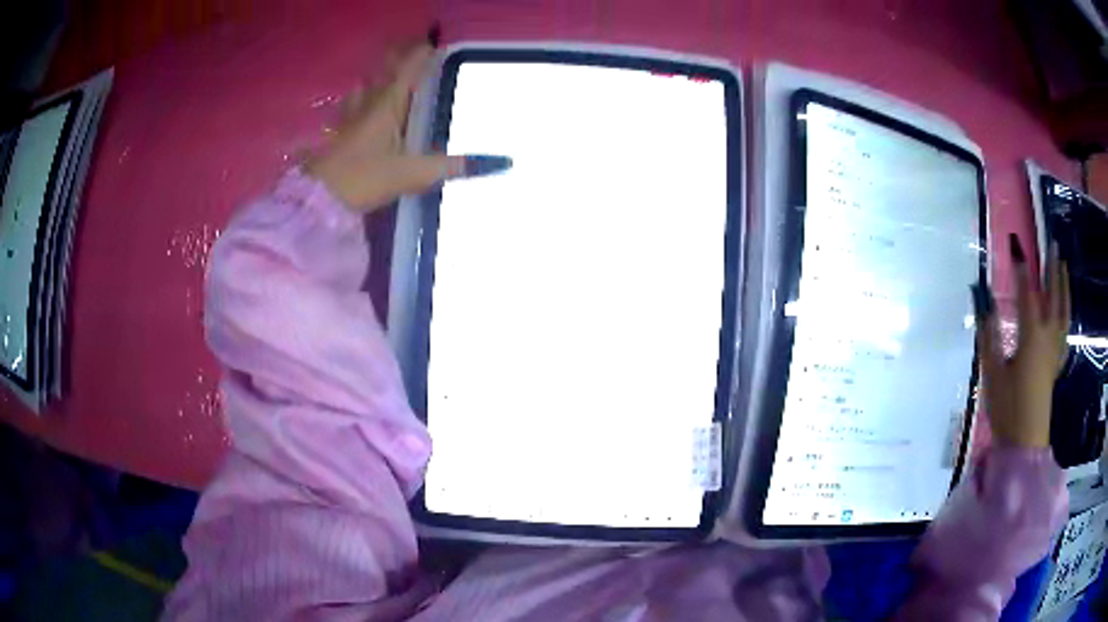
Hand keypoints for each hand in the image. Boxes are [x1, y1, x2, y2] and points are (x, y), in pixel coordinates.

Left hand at [305, 40, 510, 211]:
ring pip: (366, 89)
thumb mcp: (411, 173)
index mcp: (388, 103)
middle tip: (417, 57)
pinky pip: (353, 109)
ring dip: (379, 80)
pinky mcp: (340, 135)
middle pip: (386, 72)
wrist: (316, 200)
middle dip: (401, 61)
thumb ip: (450, 167)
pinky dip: (362, 103)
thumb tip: (497, 163)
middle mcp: (368, 103)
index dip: (423, 53)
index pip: (409, 67)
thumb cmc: (362, 178)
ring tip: (391, 81)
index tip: (437, 44)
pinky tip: (363, 112)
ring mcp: (350, 118)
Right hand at [974, 233, 1070, 447]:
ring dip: (1064, 286)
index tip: (1015, 243)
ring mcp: (1055, 350)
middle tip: (1053, 244)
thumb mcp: (992, 372)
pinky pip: (1065, 332)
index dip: (1020, 268)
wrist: (1025, 442)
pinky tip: (1065, 310)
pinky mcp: (1056, 364)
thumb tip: (982, 301)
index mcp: (1031, 336)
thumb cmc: (1007, 407)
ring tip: (1064, 266)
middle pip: (1053, 296)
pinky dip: (1066, 314)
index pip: (1026, 293)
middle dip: (1052, 269)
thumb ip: (989, 335)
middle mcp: (1047, 337)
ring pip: (1063, 311)